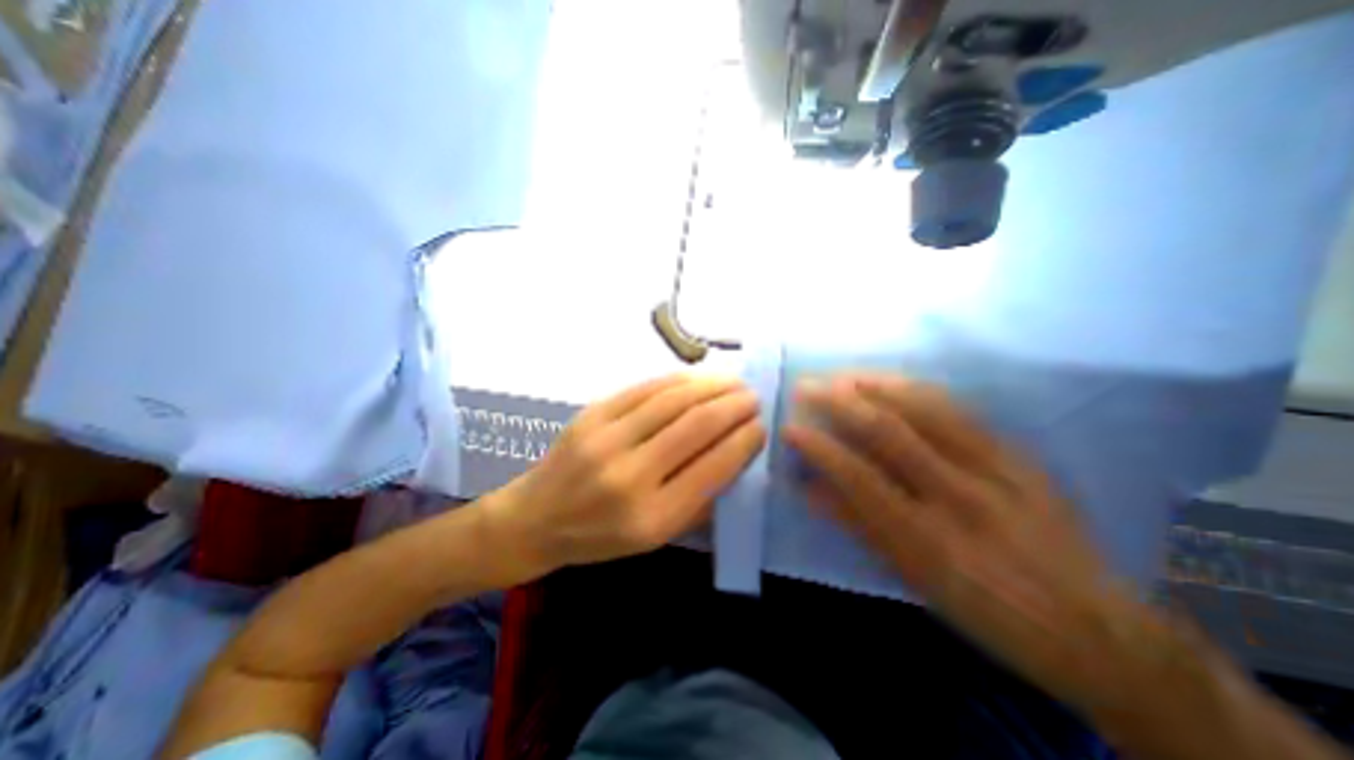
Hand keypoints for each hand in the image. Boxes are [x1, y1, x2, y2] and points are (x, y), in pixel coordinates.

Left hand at [490, 375, 766, 576]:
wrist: (535, 519)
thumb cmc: (600, 536)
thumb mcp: (655, 537)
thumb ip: (698, 498)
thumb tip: (736, 452)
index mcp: (652, 518)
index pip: (713, 467)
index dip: (743, 441)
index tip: (761, 426)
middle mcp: (630, 476)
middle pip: (696, 426)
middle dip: (733, 406)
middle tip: (753, 397)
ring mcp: (606, 439)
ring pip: (673, 400)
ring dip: (711, 386)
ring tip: (733, 382)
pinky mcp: (591, 414)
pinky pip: (644, 389)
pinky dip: (678, 380)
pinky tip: (698, 378)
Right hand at [783, 378, 1151, 709]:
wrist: (1094, 628)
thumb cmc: (985, 610)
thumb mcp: (913, 580)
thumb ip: (858, 527)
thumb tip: (809, 490)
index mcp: (929, 540)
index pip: (859, 478)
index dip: (819, 449)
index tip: (789, 428)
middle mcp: (960, 497)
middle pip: (890, 432)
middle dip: (839, 403)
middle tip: (807, 386)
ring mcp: (996, 470)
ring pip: (926, 410)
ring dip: (876, 386)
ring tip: (842, 375)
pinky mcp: (1019, 456)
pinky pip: (961, 411)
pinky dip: (918, 390)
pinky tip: (894, 381)